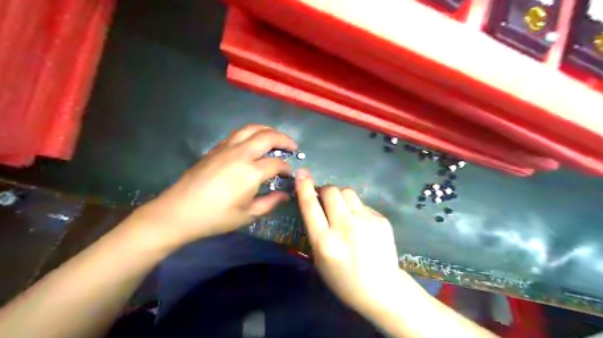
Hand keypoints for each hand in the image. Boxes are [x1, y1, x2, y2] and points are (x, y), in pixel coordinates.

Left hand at [133, 125, 298, 247]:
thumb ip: (270, 202)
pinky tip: (253, 142)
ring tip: (276, 138)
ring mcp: (226, 148)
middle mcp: (241, 154)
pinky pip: (237, 133)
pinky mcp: (216, 149)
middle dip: (284, 139)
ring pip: (251, 129)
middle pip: (267, 136)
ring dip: (267, 130)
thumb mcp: (248, 214)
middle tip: (293, 147)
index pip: (277, 163)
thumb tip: (286, 194)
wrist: (179, 211)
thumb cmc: (215, 217)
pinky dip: (251, 133)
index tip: (290, 175)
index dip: (287, 168)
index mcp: (251, 172)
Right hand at [296, 171, 414, 315]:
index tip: (302, 173)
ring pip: (347, 192)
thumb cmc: (343, 278)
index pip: (310, 206)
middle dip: (324, 190)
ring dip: (340, 196)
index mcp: (325, 242)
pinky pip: (362, 203)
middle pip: (331, 191)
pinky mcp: (381, 219)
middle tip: (325, 200)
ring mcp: (366, 221)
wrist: (381, 288)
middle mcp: (345, 227)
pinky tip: (360, 224)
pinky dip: (356, 209)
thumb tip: (315, 202)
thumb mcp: (319, 259)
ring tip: (343, 210)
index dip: (304, 186)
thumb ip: (315, 229)